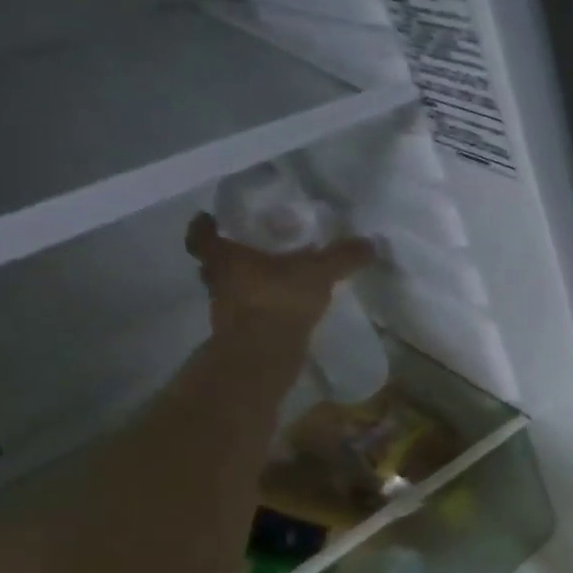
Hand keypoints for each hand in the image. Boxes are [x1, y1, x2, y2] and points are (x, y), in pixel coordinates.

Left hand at [185, 212, 375, 336]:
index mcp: (225, 255)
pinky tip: (281, 306)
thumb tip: (370, 242)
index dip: (206, 226)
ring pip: (229, 288)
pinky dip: (259, 307)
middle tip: (250, 248)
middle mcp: (218, 279)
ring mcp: (226, 309)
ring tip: (272, 278)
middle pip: (212, 263)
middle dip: (228, 256)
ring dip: (244, 283)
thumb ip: (343, 256)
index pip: (202, 235)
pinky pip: (247, 312)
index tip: (213, 220)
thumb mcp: (319, 271)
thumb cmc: (279, 298)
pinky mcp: (241, 332)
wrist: (264, 352)